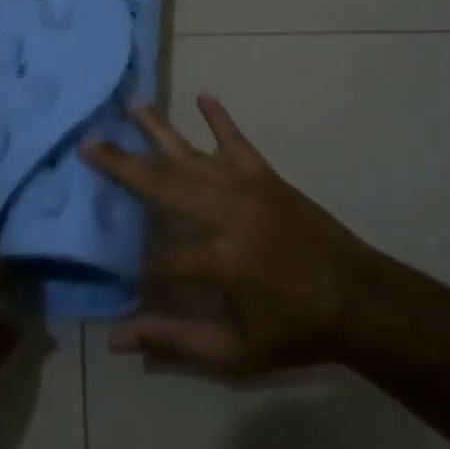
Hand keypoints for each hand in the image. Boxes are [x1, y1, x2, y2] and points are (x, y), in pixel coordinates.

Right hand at [83, 95, 376, 376]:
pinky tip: (204, 96)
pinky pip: (238, 142)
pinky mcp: (267, 177)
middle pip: (163, 184)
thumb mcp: (237, 352)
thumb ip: (176, 341)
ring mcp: (248, 187)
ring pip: (193, 154)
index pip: (161, 259)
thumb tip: (116, 339)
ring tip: (132, 105)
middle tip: (88, 144)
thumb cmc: (296, 330)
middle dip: (122, 165)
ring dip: (160, 129)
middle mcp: (228, 212)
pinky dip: (220, 119)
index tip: (123, 279)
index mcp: (221, 259)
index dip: (139, 271)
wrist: (361, 300)